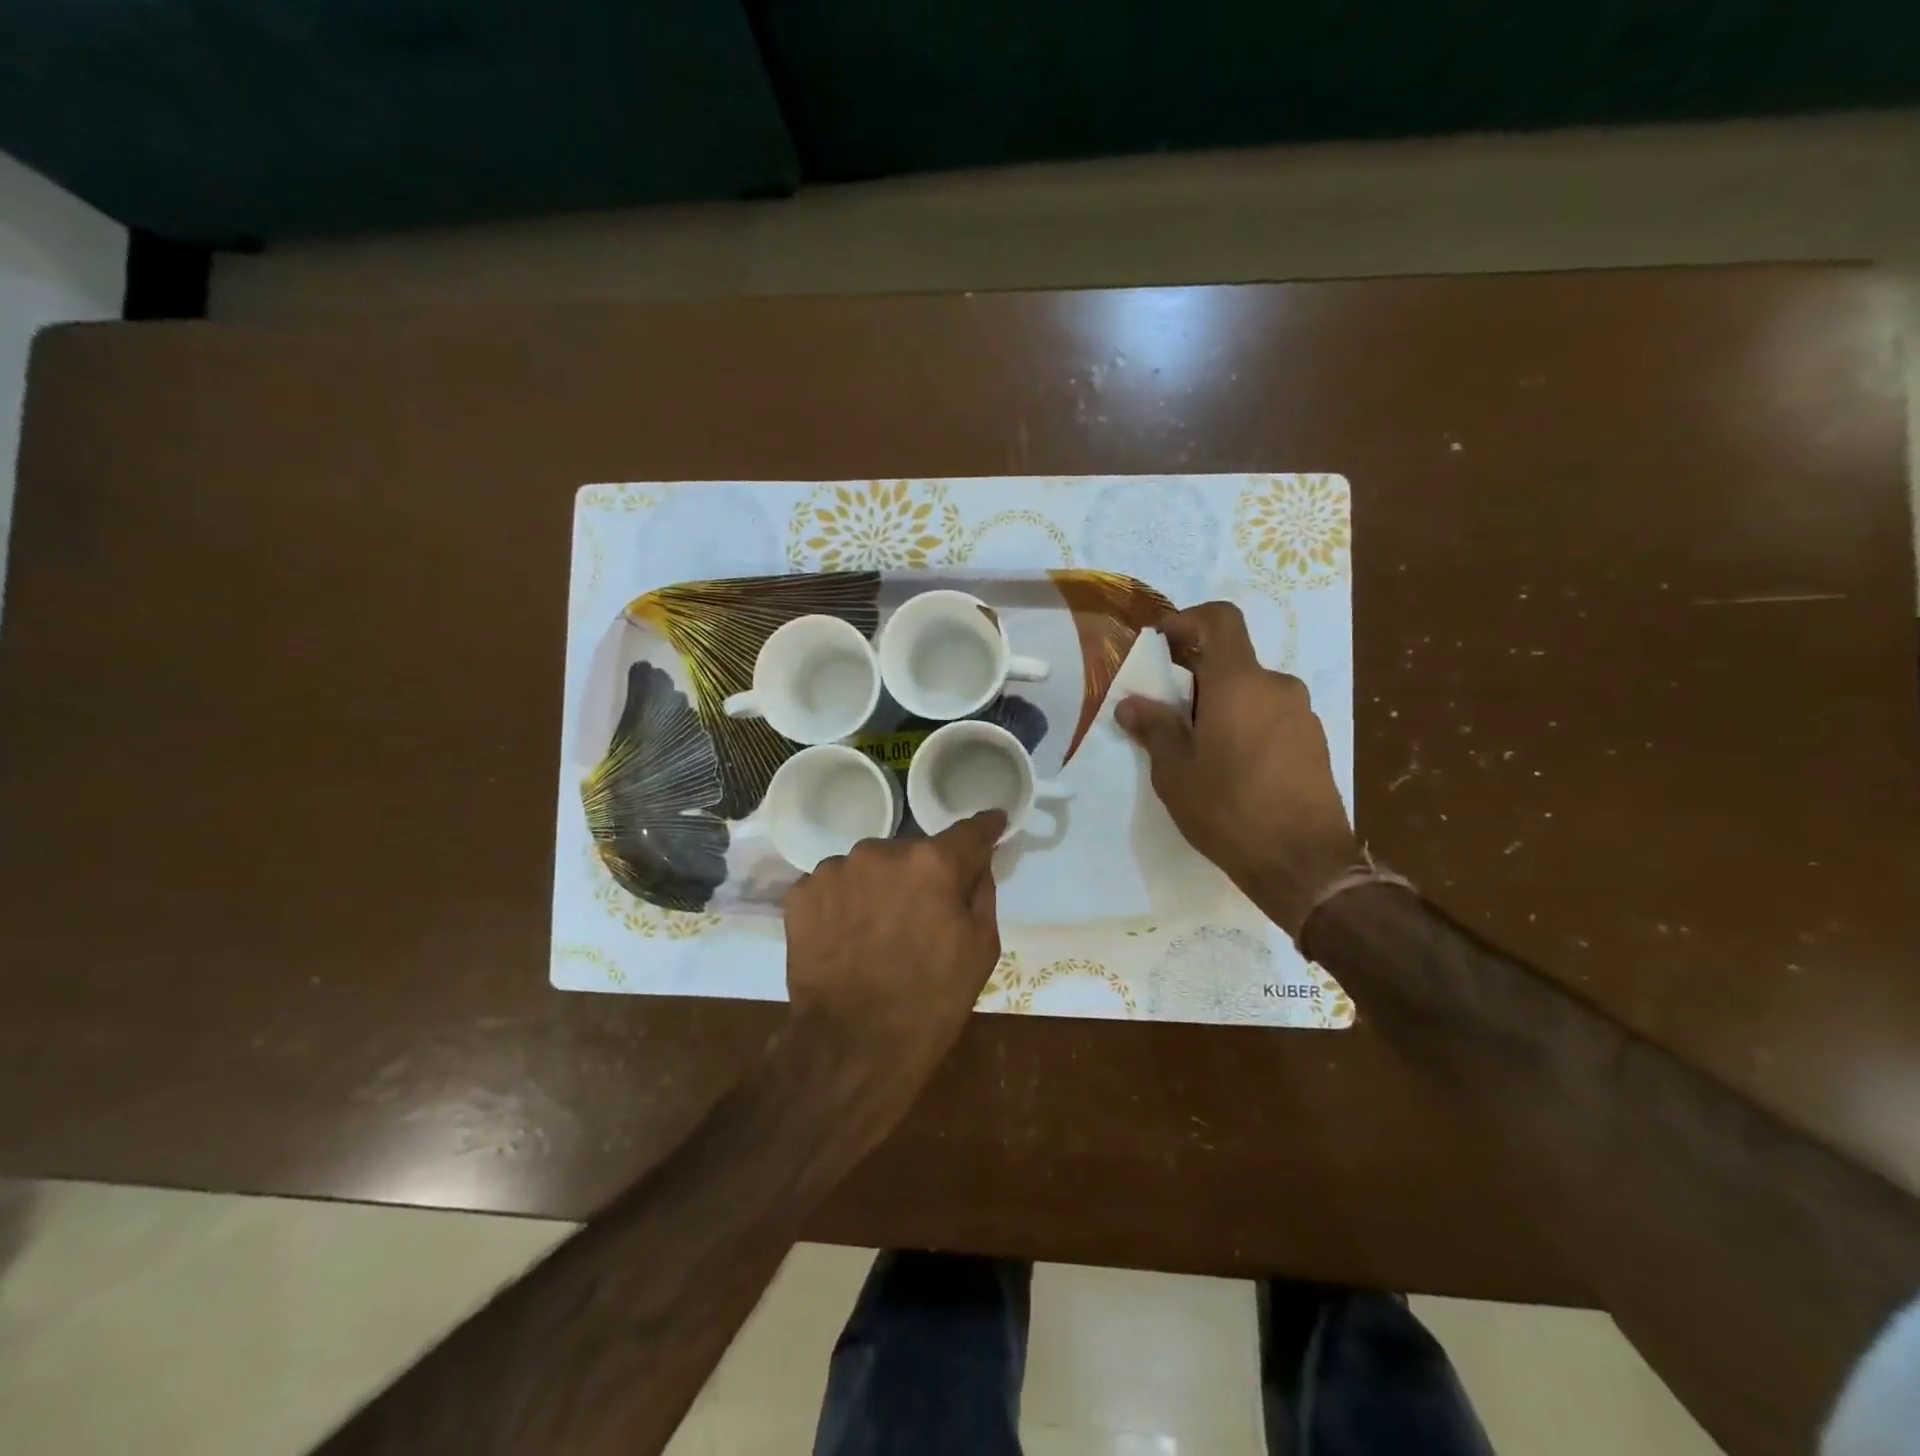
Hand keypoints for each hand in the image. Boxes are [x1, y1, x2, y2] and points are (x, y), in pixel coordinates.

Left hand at [783, 810, 1005, 1125]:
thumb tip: (978, 862)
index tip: (993, 823)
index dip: (985, 828)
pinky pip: (834, 885)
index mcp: (933, 862)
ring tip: (876, 931)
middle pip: (912, 852)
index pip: (968, 831)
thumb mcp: (980, 949)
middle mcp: (882, 851)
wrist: (853, 1045)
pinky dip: (843, 903)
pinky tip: (846, 937)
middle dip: (921, 874)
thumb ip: (982, 892)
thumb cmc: (931, 1001)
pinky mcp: (802, 892)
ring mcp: (836, 869)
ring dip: (878, 887)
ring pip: (869, 867)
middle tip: (921, 913)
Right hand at [1117, 602, 1360, 938]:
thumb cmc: (1229, 810)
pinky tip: (1232, 767)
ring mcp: (1302, 714)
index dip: (1188, 620)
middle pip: (1232, 661)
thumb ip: (1155, 729)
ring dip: (1222, 705)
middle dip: (1196, 677)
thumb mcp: (1175, 772)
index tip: (1162, 644)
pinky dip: (1246, 725)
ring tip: (1198, 748)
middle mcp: (1277, 687)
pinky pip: (1271, 716)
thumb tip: (1131, 704)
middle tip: (1168, 713)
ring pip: (1252, 692)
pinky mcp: (1315, 742)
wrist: (1304, 863)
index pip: (1220, 620)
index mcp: (1240, 683)